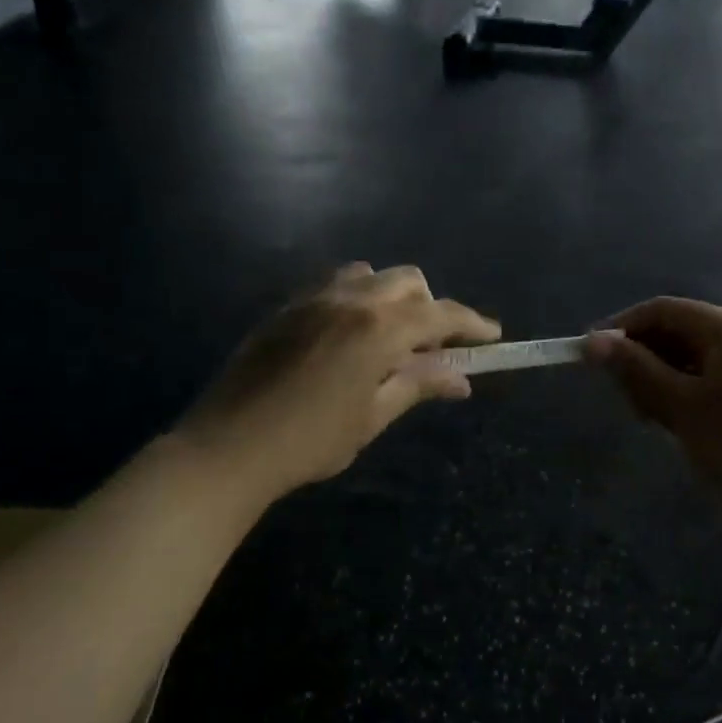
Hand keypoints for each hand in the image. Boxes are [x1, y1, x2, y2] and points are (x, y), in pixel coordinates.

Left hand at [182, 264, 499, 498]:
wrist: (228, 447)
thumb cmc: (310, 441)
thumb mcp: (372, 416)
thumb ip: (417, 386)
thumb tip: (461, 380)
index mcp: (378, 328)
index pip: (440, 315)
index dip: (472, 324)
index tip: (493, 336)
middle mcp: (350, 300)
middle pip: (408, 282)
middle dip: (431, 307)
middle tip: (431, 350)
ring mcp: (313, 298)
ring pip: (369, 275)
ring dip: (392, 298)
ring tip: (388, 340)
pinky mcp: (286, 307)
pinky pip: (334, 285)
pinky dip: (357, 299)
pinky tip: (348, 338)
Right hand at [585, 298, 721, 531]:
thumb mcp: (683, 407)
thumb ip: (637, 371)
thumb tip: (593, 341)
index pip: (661, 310)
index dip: (620, 328)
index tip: (586, 357)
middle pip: (678, 334)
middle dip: (643, 361)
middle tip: (625, 403)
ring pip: (694, 362)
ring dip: (664, 384)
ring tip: (653, 422)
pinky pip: (713, 383)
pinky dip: (688, 398)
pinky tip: (682, 430)